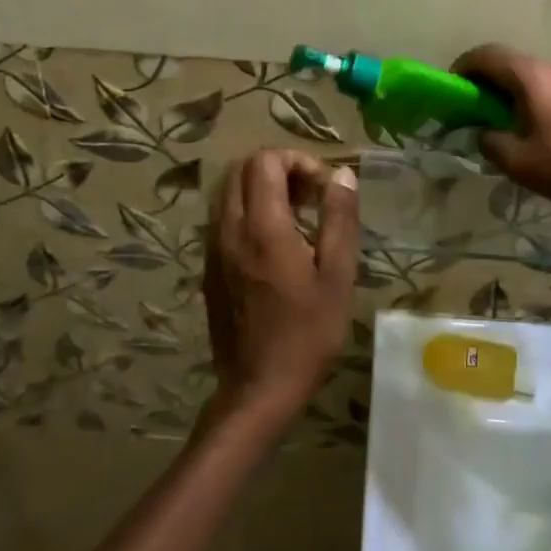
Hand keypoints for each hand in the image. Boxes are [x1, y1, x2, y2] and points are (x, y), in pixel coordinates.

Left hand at [203, 150, 358, 426]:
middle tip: (310, 196)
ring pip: (227, 191)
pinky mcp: (209, 266)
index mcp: (262, 227)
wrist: (257, 389)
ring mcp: (213, 248)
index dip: (297, 161)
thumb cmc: (306, 334)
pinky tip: (274, 241)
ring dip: (261, 188)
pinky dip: (247, 209)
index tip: (322, 188)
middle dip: (278, 169)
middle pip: (240, 168)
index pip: (265, 161)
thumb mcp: (336, 276)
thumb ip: (339, 219)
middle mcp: (229, 228)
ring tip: (295, 215)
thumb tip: (342, 175)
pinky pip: (222, 216)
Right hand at [452, 44, 550, 218]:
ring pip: (525, 72)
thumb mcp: (516, 160)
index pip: (486, 55)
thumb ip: (489, 141)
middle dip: (481, 76)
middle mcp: (549, 68)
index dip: (463, 67)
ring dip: (503, 86)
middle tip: (465, 102)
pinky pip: (541, 84)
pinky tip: (519, 120)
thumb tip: (480, 133)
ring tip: (489, 113)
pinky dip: (522, 93)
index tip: (449, 87)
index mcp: (530, 76)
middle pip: (506, 60)